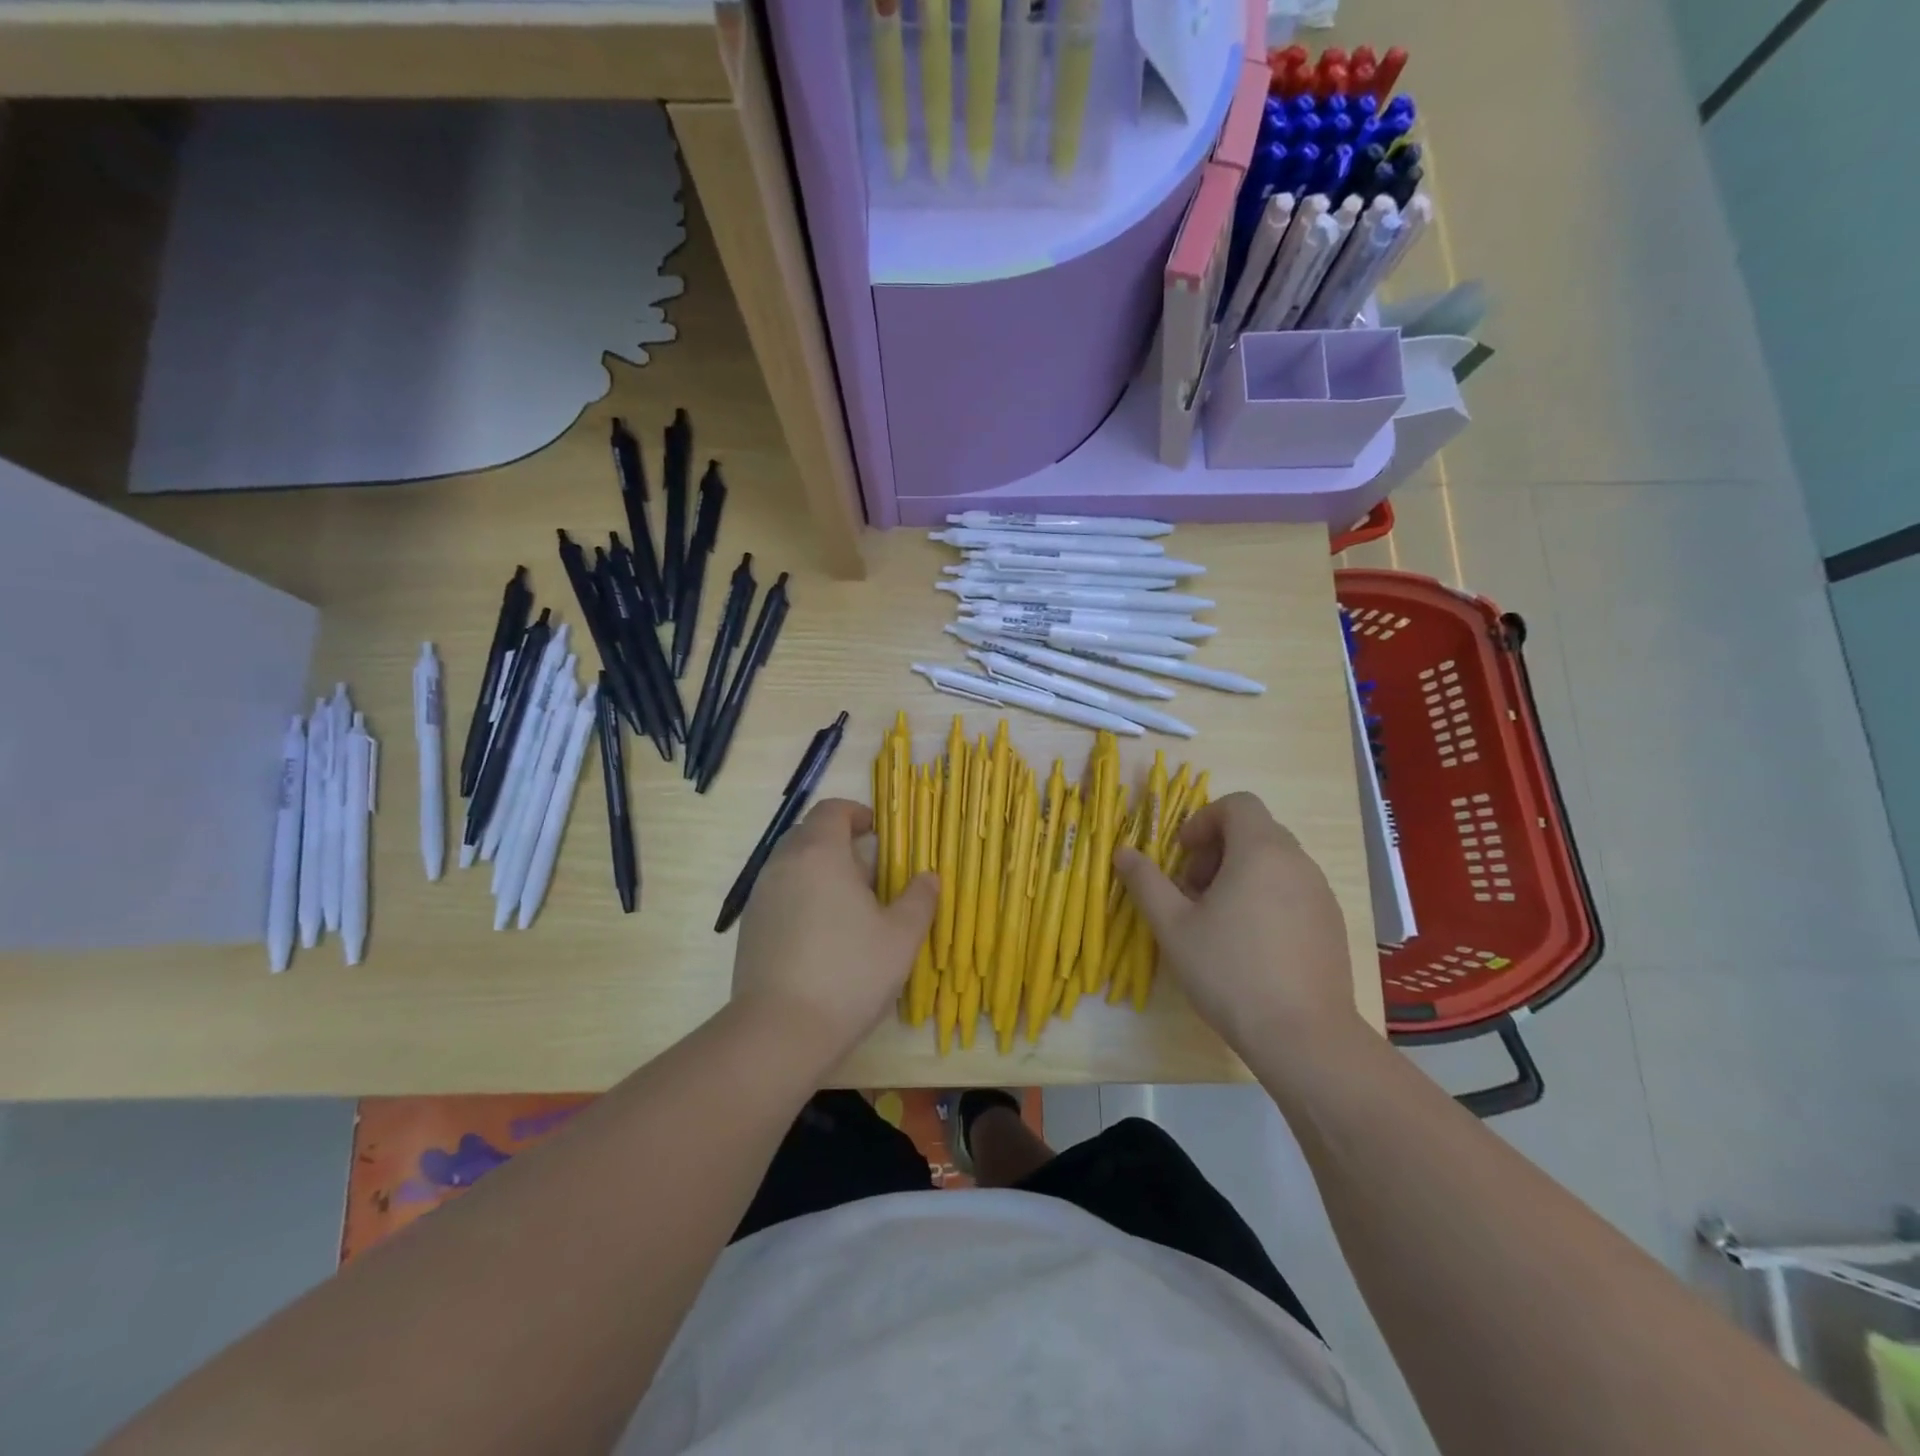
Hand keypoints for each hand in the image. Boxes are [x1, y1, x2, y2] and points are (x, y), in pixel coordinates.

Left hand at [730, 798, 936, 1062]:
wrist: (780, 1031)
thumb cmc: (849, 973)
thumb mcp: (901, 937)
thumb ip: (919, 899)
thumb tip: (928, 877)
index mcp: (820, 854)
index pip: (831, 811)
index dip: (856, 813)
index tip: (877, 832)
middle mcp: (783, 865)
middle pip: (809, 834)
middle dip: (839, 843)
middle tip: (869, 873)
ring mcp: (761, 896)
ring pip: (792, 865)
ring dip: (820, 872)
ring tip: (848, 907)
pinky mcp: (749, 927)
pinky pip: (779, 894)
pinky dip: (801, 897)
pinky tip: (821, 936)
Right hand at [1114, 792, 1356, 1052]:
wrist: (1304, 1036)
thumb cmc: (1230, 971)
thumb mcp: (1173, 926)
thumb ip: (1146, 882)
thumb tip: (1123, 852)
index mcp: (1261, 851)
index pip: (1238, 804)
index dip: (1204, 820)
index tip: (1183, 855)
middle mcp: (1298, 862)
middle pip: (1256, 831)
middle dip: (1218, 850)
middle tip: (1192, 891)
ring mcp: (1321, 894)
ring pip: (1275, 863)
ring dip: (1240, 875)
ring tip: (1217, 920)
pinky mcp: (1332, 925)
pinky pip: (1293, 891)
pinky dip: (1266, 897)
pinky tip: (1250, 945)